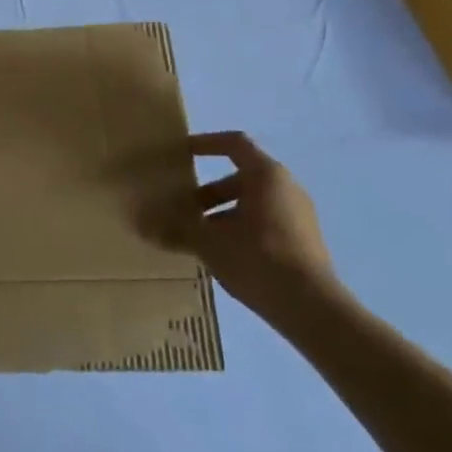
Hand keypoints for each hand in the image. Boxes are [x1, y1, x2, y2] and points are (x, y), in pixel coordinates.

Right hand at [186, 132, 347, 326]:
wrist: (312, 308)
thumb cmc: (257, 258)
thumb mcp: (208, 241)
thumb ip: (175, 227)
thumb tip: (140, 221)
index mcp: (266, 176)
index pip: (233, 144)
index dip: (204, 144)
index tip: (179, 153)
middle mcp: (286, 188)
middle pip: (238, 178)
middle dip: (205, 193)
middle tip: (179, 210)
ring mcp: (298, 216)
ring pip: (249, 204)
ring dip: (218, 215)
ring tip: (194, 238)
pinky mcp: (302, 242)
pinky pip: (262, 224)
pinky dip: (237, 230)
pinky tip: (219, 256)